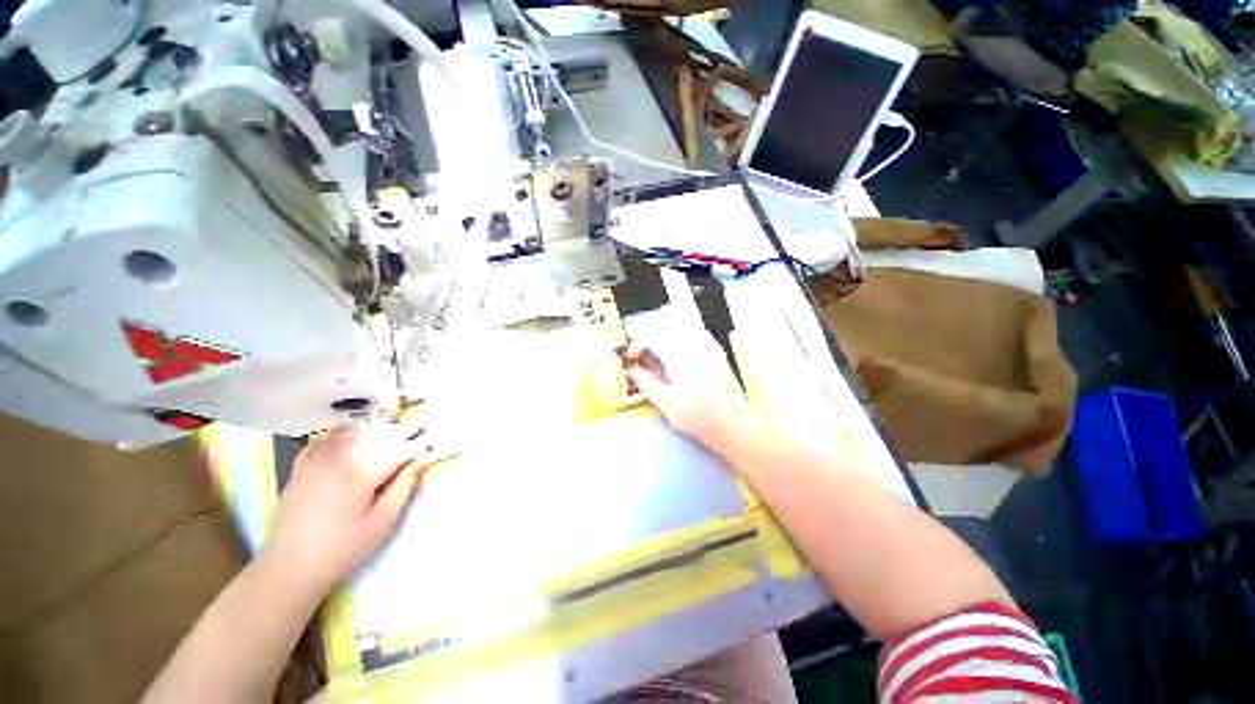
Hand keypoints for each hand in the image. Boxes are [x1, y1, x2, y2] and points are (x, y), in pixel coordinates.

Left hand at [261, 418, 428, 598]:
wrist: (288, 568)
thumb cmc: (342, 549)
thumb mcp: (383, 522)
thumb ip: (404, 486)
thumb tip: (419, 461)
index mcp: (362, 470)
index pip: (400, 448)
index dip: (420, 443)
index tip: (434, 438)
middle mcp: (340, 455)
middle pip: (379, 433)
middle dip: (402, 431)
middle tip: (420, 429)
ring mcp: (317, 457)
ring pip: (354, 429)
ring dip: (377, 427)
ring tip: (393, 429)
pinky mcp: (302, 465)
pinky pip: (327, 437)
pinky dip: (345, 432)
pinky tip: (355, 436)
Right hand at [624, 324, 760, 454]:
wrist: (736, 425)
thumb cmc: (700, 418)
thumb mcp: (667, 404)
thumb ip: (646, 383)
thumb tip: (630, 369)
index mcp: (682, 357)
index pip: (653, 336)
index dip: (638, 344)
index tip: (633, 357)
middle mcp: (696, 344)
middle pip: (670, 321)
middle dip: (653, 332)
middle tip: (645, 351)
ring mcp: (709, 345)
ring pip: (685, 320)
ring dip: (668, 328)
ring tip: (660, 349)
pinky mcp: (716, 350)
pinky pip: (696, 329)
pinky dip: (682, 332)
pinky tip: (678, 352)